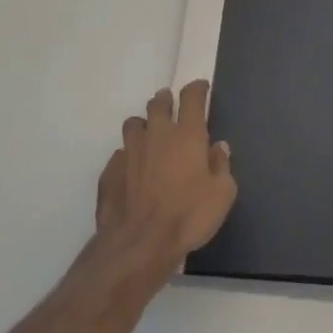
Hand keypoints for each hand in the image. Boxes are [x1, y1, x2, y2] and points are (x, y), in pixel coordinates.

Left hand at [95, 80, 236, 277]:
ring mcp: (130, 151)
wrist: (140, 244)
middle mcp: (157, 135)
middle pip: (158, 104)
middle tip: (171, 105)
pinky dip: (128, 156)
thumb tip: (218, 147)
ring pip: (134, 124)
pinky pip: (120, 154)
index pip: (192, 98)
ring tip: (149, 135)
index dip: (197, 89)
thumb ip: (222, 166)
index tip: (201, 88)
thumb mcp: (222, 194)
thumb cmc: (189, 216)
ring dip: (143, 125)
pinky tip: (132, 170)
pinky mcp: (110, 171)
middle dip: (166, 100)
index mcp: (187, 135)